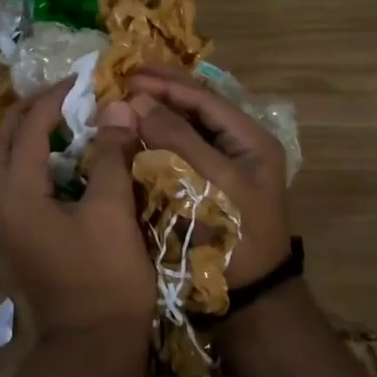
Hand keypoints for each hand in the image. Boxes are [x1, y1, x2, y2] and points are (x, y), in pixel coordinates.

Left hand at [0, 79, 155, 341]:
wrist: (92, 351)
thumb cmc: (104, 279)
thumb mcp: (111, 211)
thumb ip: (109, 155)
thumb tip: (116, 107)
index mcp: (19, 194)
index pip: (27, 128)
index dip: (54, 98)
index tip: (83, 79)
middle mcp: (4, 204)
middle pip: (5, 141)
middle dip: (31, 110)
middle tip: (67, 93)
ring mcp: (11, 225)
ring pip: (11, 164)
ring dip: (33, 135)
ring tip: (69, 118)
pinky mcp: (26, 239)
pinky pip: (24, 184)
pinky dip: (41, 162)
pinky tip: (72, 161)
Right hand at [126, 64, 291, 287]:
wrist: (250, 300)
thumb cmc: (234, 236)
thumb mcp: (211, 182)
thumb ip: (177, 138)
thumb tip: (138, 99)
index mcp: (251, 139)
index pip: (204, 99)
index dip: (167, 84)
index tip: (129, 76)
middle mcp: (238, 146)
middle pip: (196, 108)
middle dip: (161, 91)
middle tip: (125, 77)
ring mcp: (222, 167)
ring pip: (186, 127)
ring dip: (157, 112)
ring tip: (125, 98)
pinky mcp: (204, 187)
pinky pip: (179, 152)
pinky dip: (156, 139)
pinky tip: (134, 133)